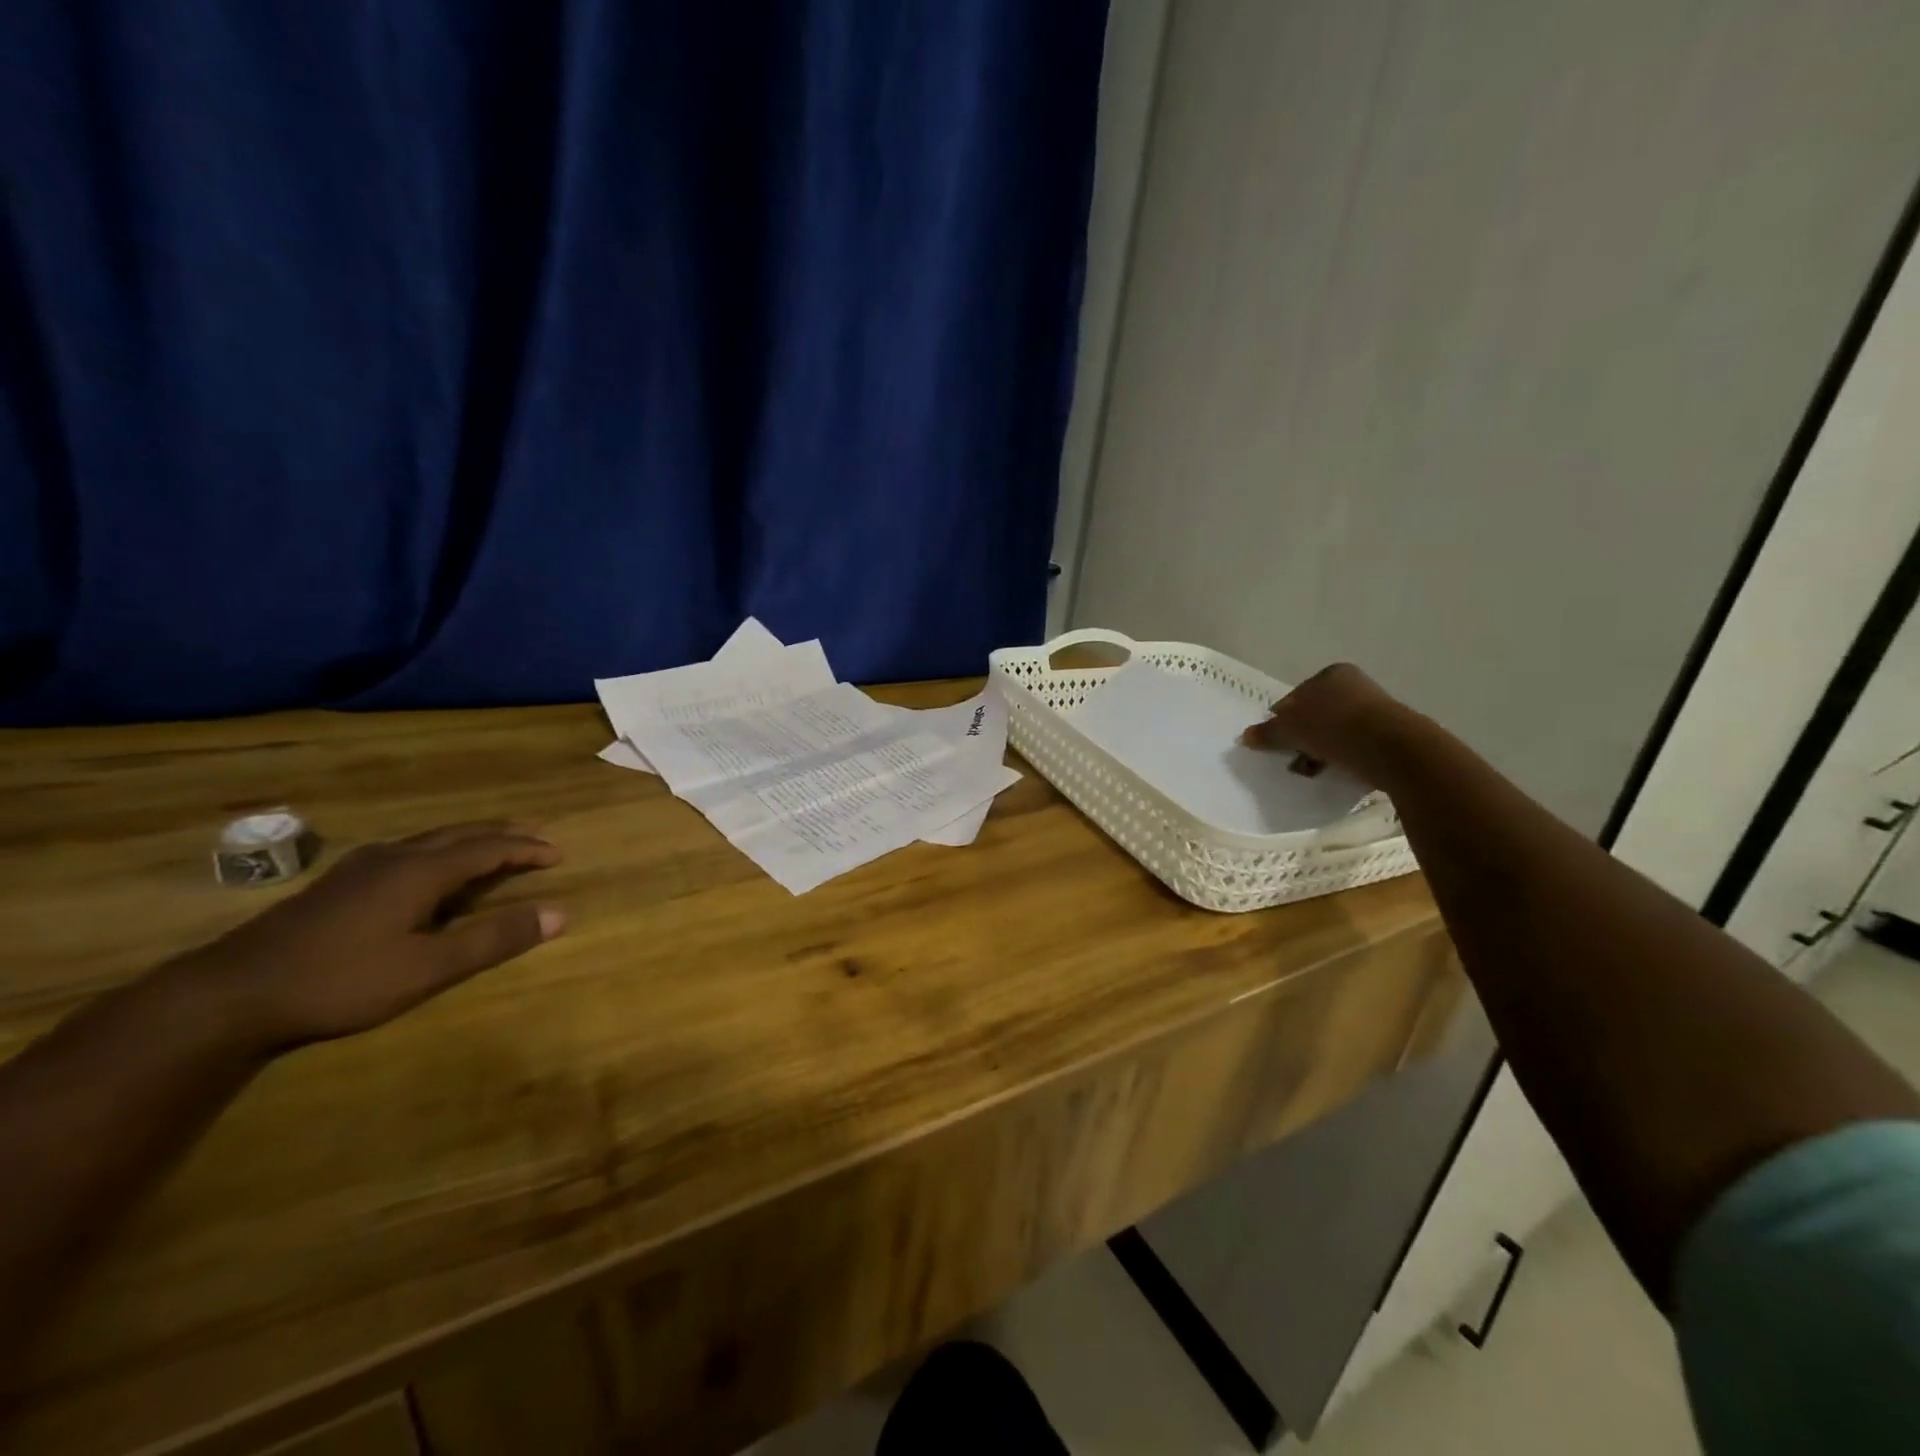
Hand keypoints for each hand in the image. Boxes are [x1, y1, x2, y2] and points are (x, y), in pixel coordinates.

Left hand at [175, 822, 565, 1053]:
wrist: (228, 996)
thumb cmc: (340, 981)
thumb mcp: (428, 969)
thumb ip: (494, 940)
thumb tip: (560, 914)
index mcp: (420, 871)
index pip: (488, 848)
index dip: (526, 848)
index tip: (558, 854)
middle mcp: (393, 858)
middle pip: (459, 834)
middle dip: (502, 834)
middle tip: (535, 836)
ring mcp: (359, 869)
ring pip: (428, 841)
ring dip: (468, 842)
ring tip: (491, 849)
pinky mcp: (336, 886)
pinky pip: (405, 854)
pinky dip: (438, 854)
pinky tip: (426, 874)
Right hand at [1238, 663, 1411, 784]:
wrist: (1393, 750)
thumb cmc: (1335, 728)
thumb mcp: (1291, 731)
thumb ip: (1267, 733)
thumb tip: (1246, 736)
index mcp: (1331, 674)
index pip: (1294, 697)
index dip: (1281, 720)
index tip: (1275, 742)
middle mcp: (1355, 685)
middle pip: (1316, 713)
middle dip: (1302, 735)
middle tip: (1292, 757)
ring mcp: (1375, 708)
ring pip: (1335, 730)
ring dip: (1321, 748)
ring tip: (1313, 769)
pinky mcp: (1389, 733)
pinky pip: (1355, 745)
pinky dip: (1343, 756)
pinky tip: (1336, 771)